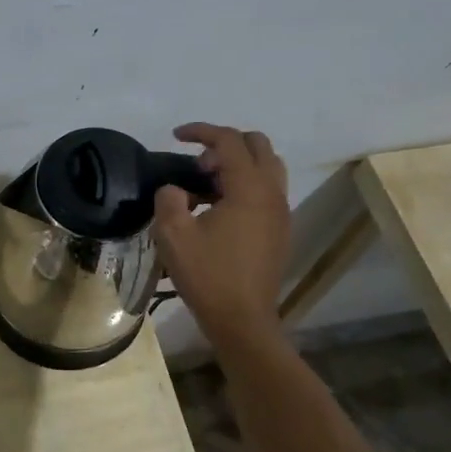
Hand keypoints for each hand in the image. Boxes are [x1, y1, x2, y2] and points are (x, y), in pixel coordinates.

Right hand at [152, 123, 290, 343]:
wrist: (242, 319)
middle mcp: (272, 193)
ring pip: (267, 167)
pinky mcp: (281, 230)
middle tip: (197, 165)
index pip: (229, 140)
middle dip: (225, 144)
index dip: (201, 131)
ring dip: (238, 164)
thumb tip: (175, 189)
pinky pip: (267, 190)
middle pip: (258, 145)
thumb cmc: (207, 275)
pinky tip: (219, 209)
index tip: (176, 136)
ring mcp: (281, 212)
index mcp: (249, 188)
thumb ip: (169, 198)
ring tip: (206, 185)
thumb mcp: (173, 234)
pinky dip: (245, 185)